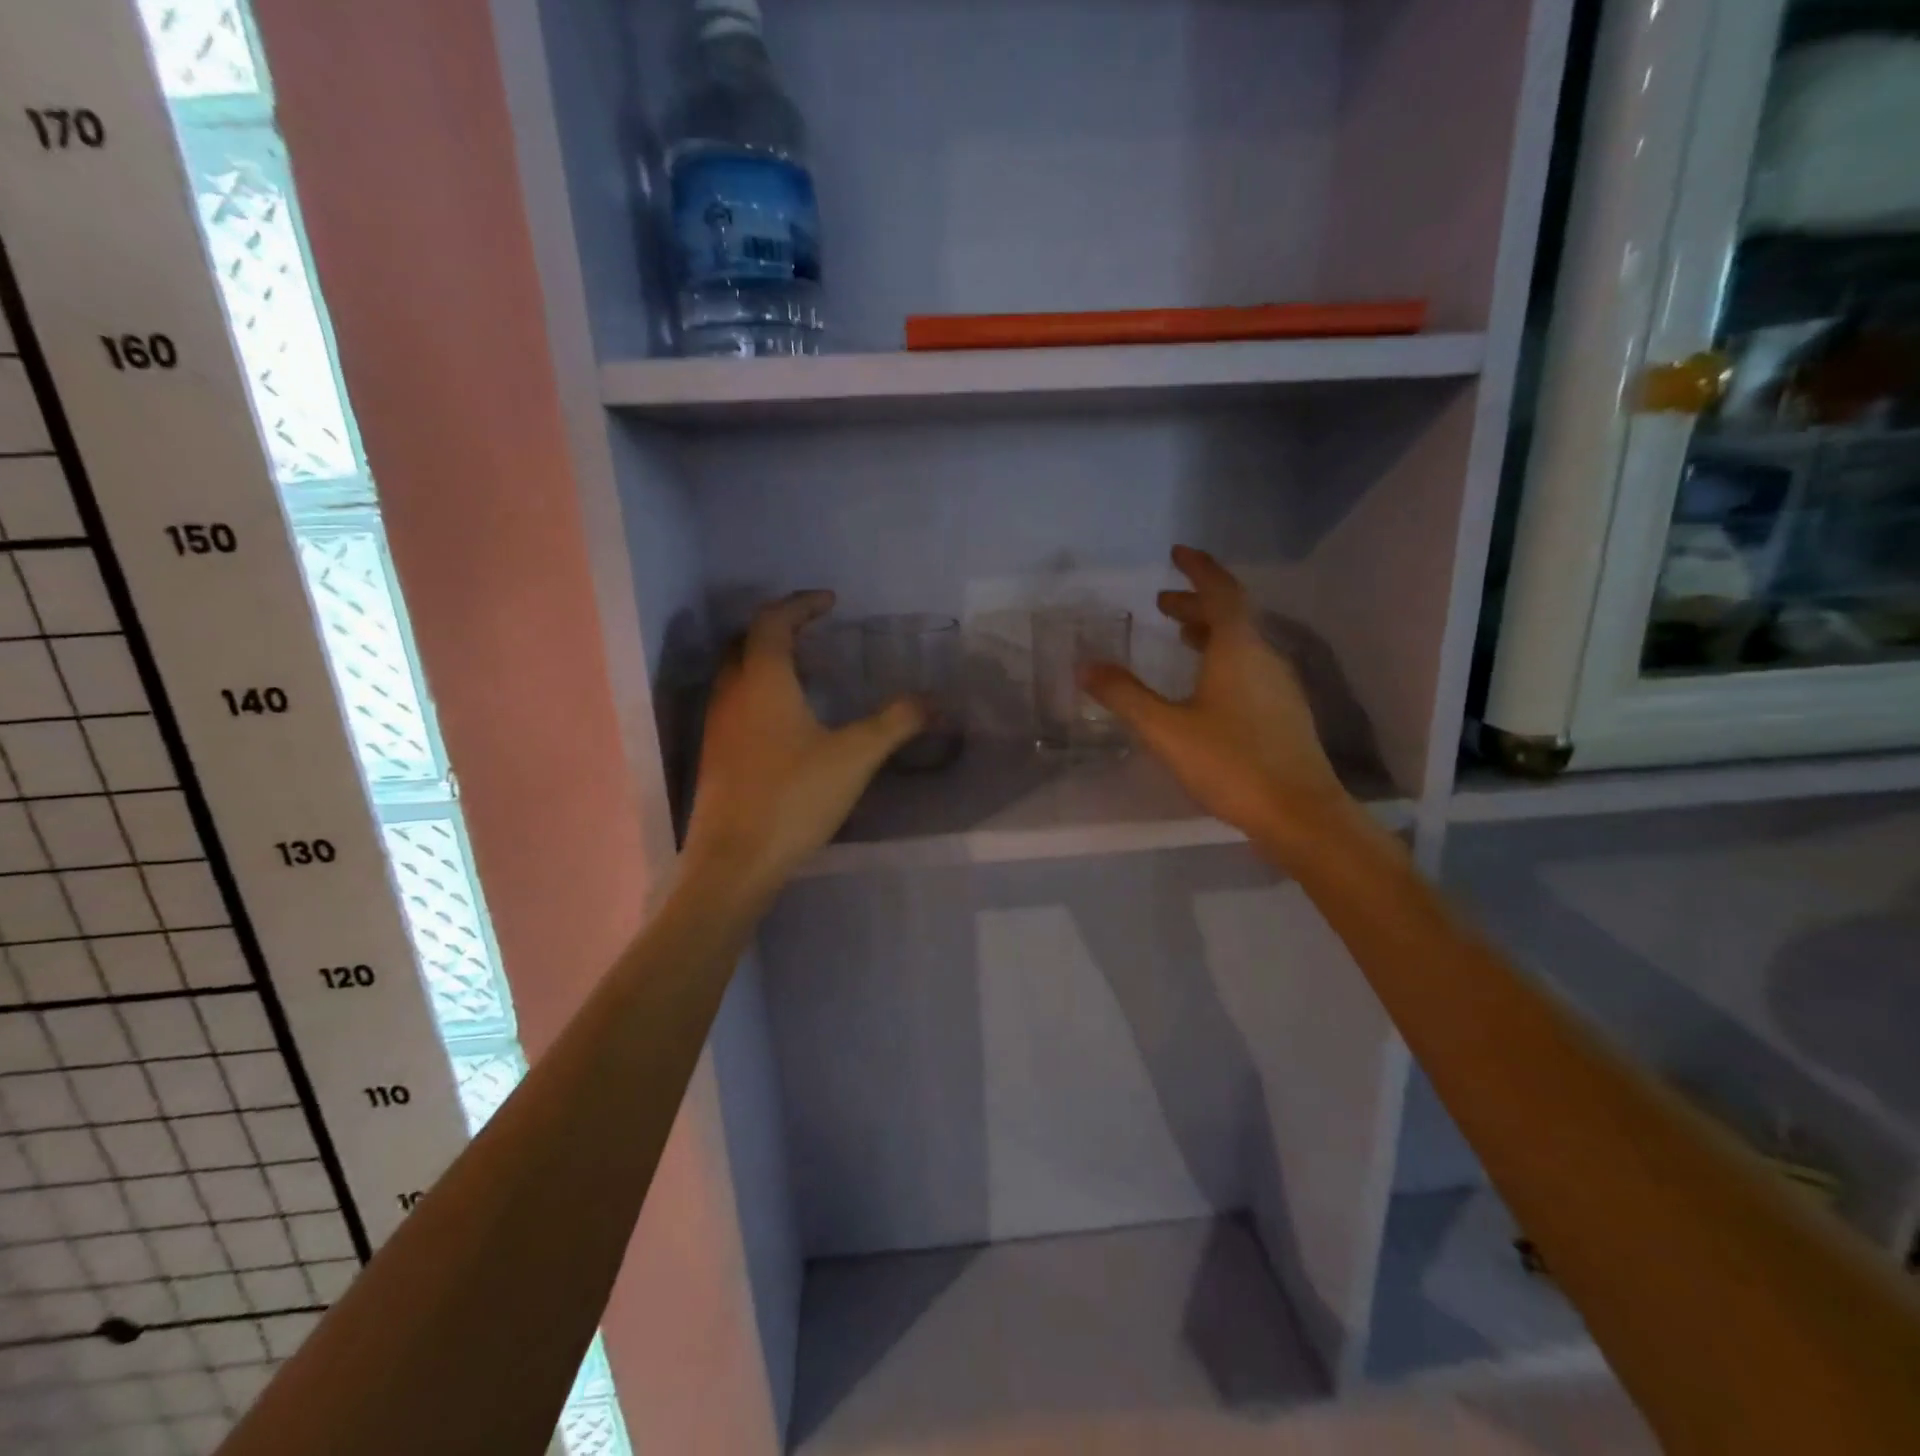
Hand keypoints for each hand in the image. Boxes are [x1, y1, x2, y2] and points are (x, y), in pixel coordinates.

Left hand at [684, 592, 923, 896]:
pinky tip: (789, 718)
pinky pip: (736, 699)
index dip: (801, 605)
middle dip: (781, 626)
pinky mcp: (716, 753)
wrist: (735, 861)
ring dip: (769, 658)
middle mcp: (731, 693)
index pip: (773, 622)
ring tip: (809, 670)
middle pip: (747, 640)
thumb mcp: (855, 757)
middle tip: (816, 629)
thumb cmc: (794, 798)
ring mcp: (718, 724)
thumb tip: (935, 700)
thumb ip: (895, 722)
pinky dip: (761, 688)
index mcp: (762, 681)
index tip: (831, 602)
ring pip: (738, 671)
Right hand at [1081, 546, 1359, 861]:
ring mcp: (1280, 686)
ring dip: (1210, 632)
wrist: (1299, 813)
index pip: (1220, 592)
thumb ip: (1125, 695)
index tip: (1177, 554)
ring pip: (1243, 644)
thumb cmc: (1230, 763)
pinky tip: (1207, 686)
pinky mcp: (1285, 713)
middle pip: (1231, 616)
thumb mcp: (1166, 729)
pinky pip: (1250, 667)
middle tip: (1162, 604)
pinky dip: (1223, 659)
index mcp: (1238, 649)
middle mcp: (1264, 658)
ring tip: (1181, 637)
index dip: (1198, 569)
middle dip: (1196, 603)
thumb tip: (1085, 665)